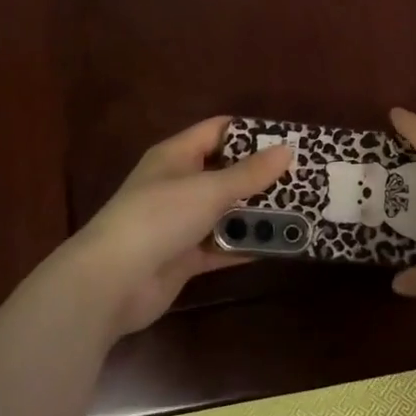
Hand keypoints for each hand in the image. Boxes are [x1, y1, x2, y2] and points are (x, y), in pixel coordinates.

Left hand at [40, 118, 293, 340]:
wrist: (110, 283)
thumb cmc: (158, 218)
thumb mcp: (208, 189)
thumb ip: (250, 173)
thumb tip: (287, 150)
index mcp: (176, 156)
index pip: (218, 131)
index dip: (252, 132)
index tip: (289, 139)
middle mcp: (178, 185)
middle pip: (226, 172)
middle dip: (262, 177)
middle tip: (304, 179)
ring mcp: (180, 223)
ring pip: (227, 212)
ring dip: (258, 214)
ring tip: (301, 212)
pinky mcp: (184, 257)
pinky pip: (223, 247)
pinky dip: (246, 246)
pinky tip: (280, 246)